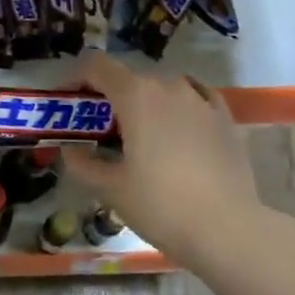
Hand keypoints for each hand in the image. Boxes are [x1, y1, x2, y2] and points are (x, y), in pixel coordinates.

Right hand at [63, 54, 267, 261]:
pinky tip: (179, 125)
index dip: (75, 77)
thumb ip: (83, 164)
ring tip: (140, 134)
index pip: (96, 66)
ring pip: (163, 87)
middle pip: (129, 78)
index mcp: (135, 95)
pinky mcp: (224, 117)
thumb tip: (70, 150)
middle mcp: (168, 86)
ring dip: (145, 102)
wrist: (228, 229)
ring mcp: (200, 99)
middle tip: (99, 129)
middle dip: (109, 97)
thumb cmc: (161, 206)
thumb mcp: (111, 189)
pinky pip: (196, 97)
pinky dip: (179, 105)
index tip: (66, 99)